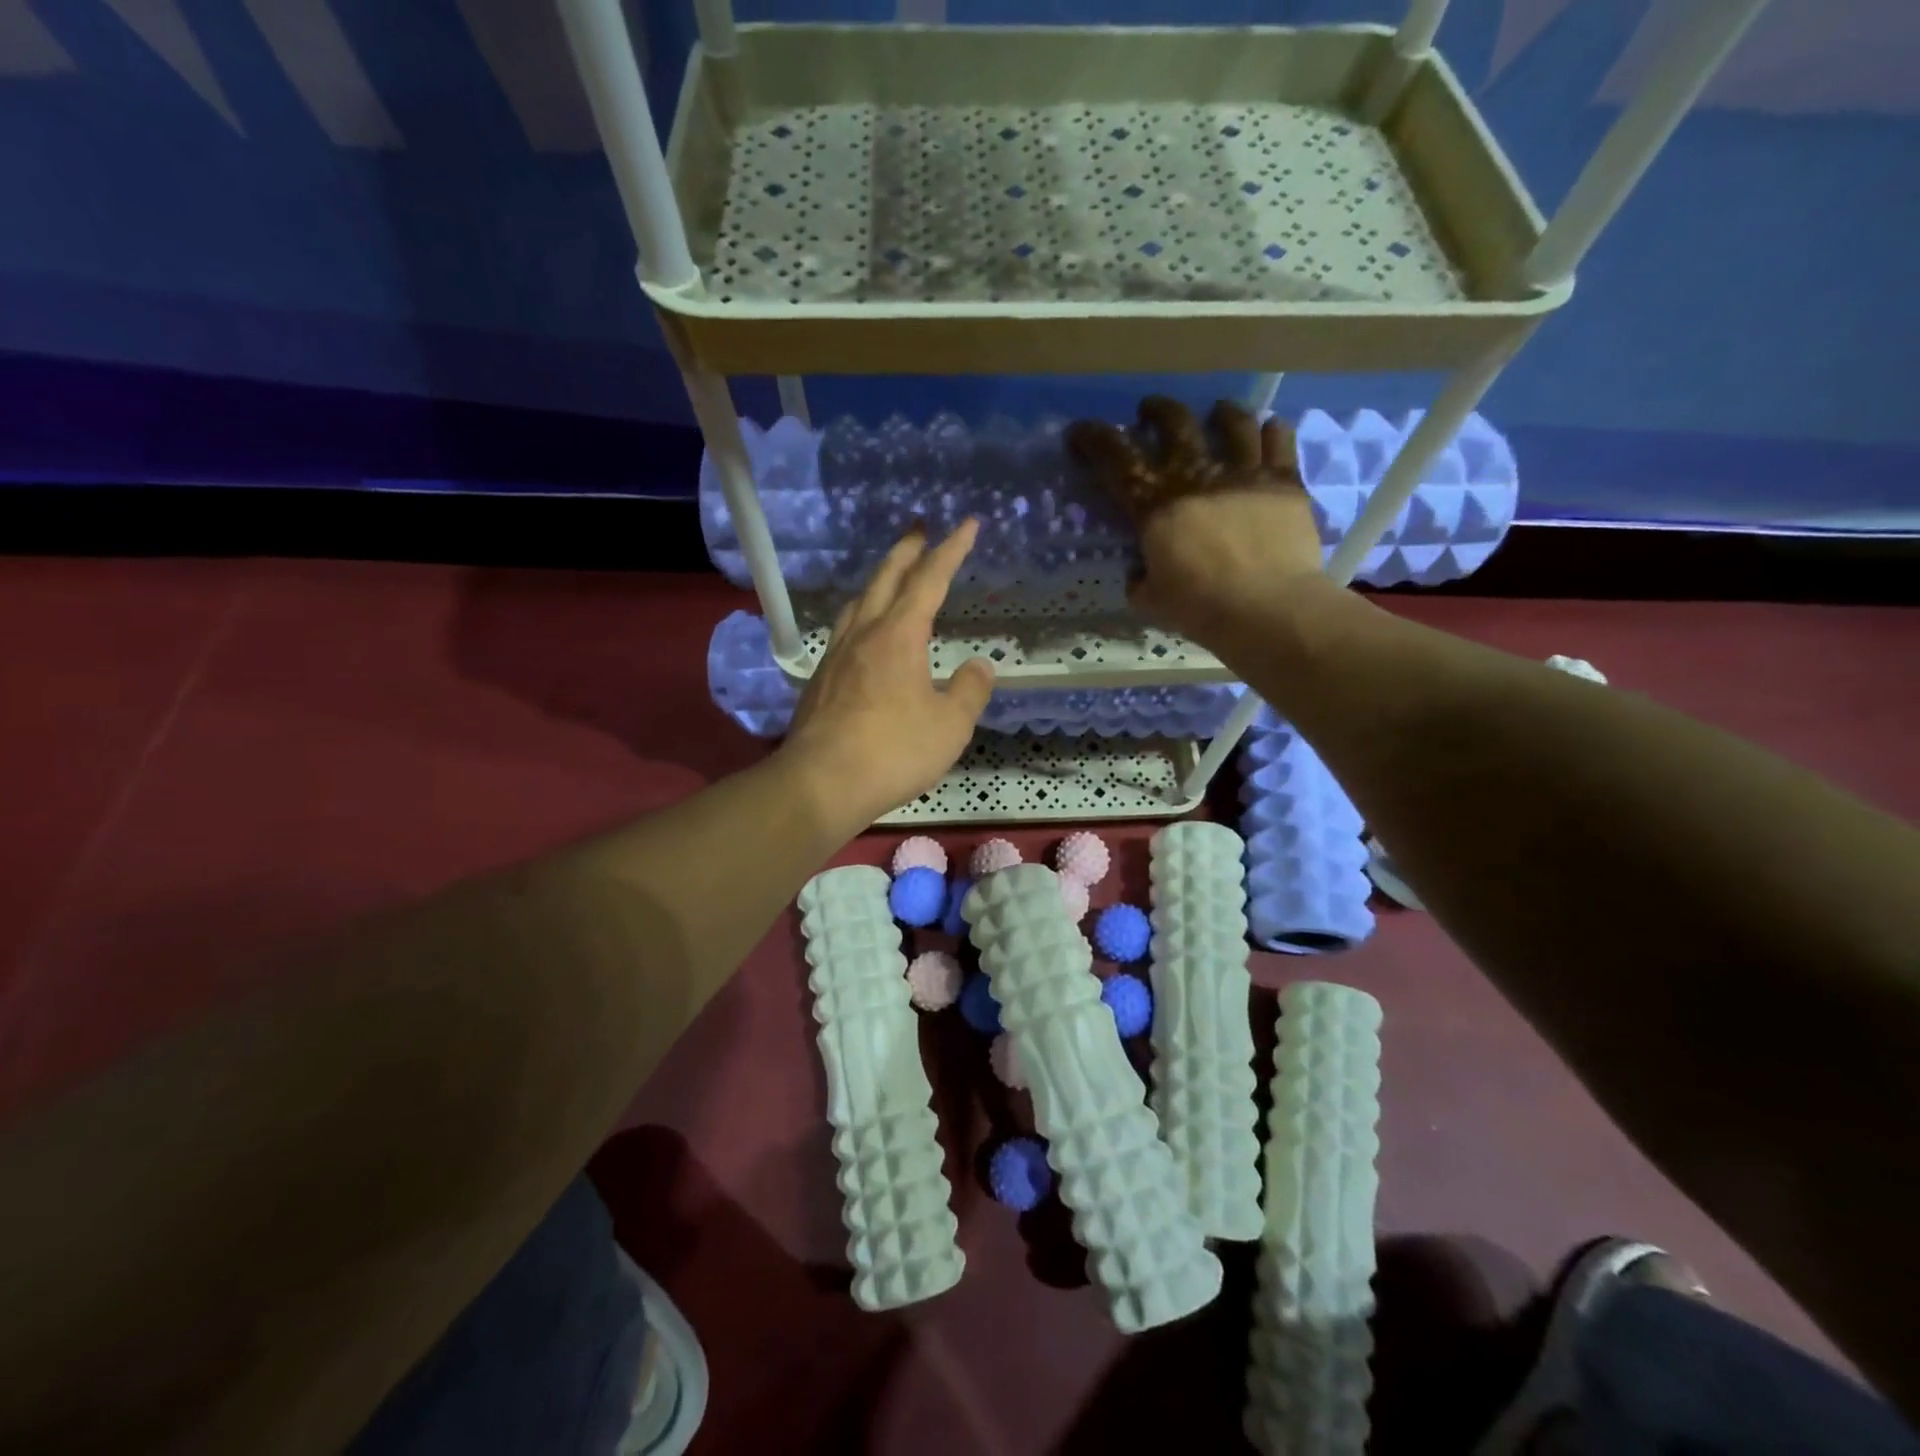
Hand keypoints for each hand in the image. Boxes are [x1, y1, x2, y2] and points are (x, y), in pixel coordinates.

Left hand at [781, 519, 994, 829]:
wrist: (821, 783)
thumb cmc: (893, 751)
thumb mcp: (950, 726)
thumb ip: (970, 691)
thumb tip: (979, 666)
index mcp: (899, 635)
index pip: (930, 579)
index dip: (951, 549)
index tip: (967, 524)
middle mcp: (864, 634)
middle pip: (886, 578)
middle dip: (907, 550)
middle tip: (920, 528)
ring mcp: (836, 657)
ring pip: (858, 603)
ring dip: (879, 581)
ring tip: (891, 578)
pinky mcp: (820, 681)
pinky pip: (845, 632)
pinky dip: (862, 616)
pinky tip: (864, 635)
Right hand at [1066, 397, 1332, 643]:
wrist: (1267, 608)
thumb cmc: (1201, 608)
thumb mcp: (1151, 600)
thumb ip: (1141, 579)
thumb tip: (1141, 571)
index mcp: (1156, 505)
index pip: (1116, 460)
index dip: (1094, 440)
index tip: (1080, 432)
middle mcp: (1197, 476)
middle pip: (1174, 423)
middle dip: (1158, 411)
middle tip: (1151, 412)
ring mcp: (1244, 473)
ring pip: (1233, 422)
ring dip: (1221, 413)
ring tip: (1218, 413)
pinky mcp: (1284, 481)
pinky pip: (1279, 441)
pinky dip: (1272, 432)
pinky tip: (1269, 432)